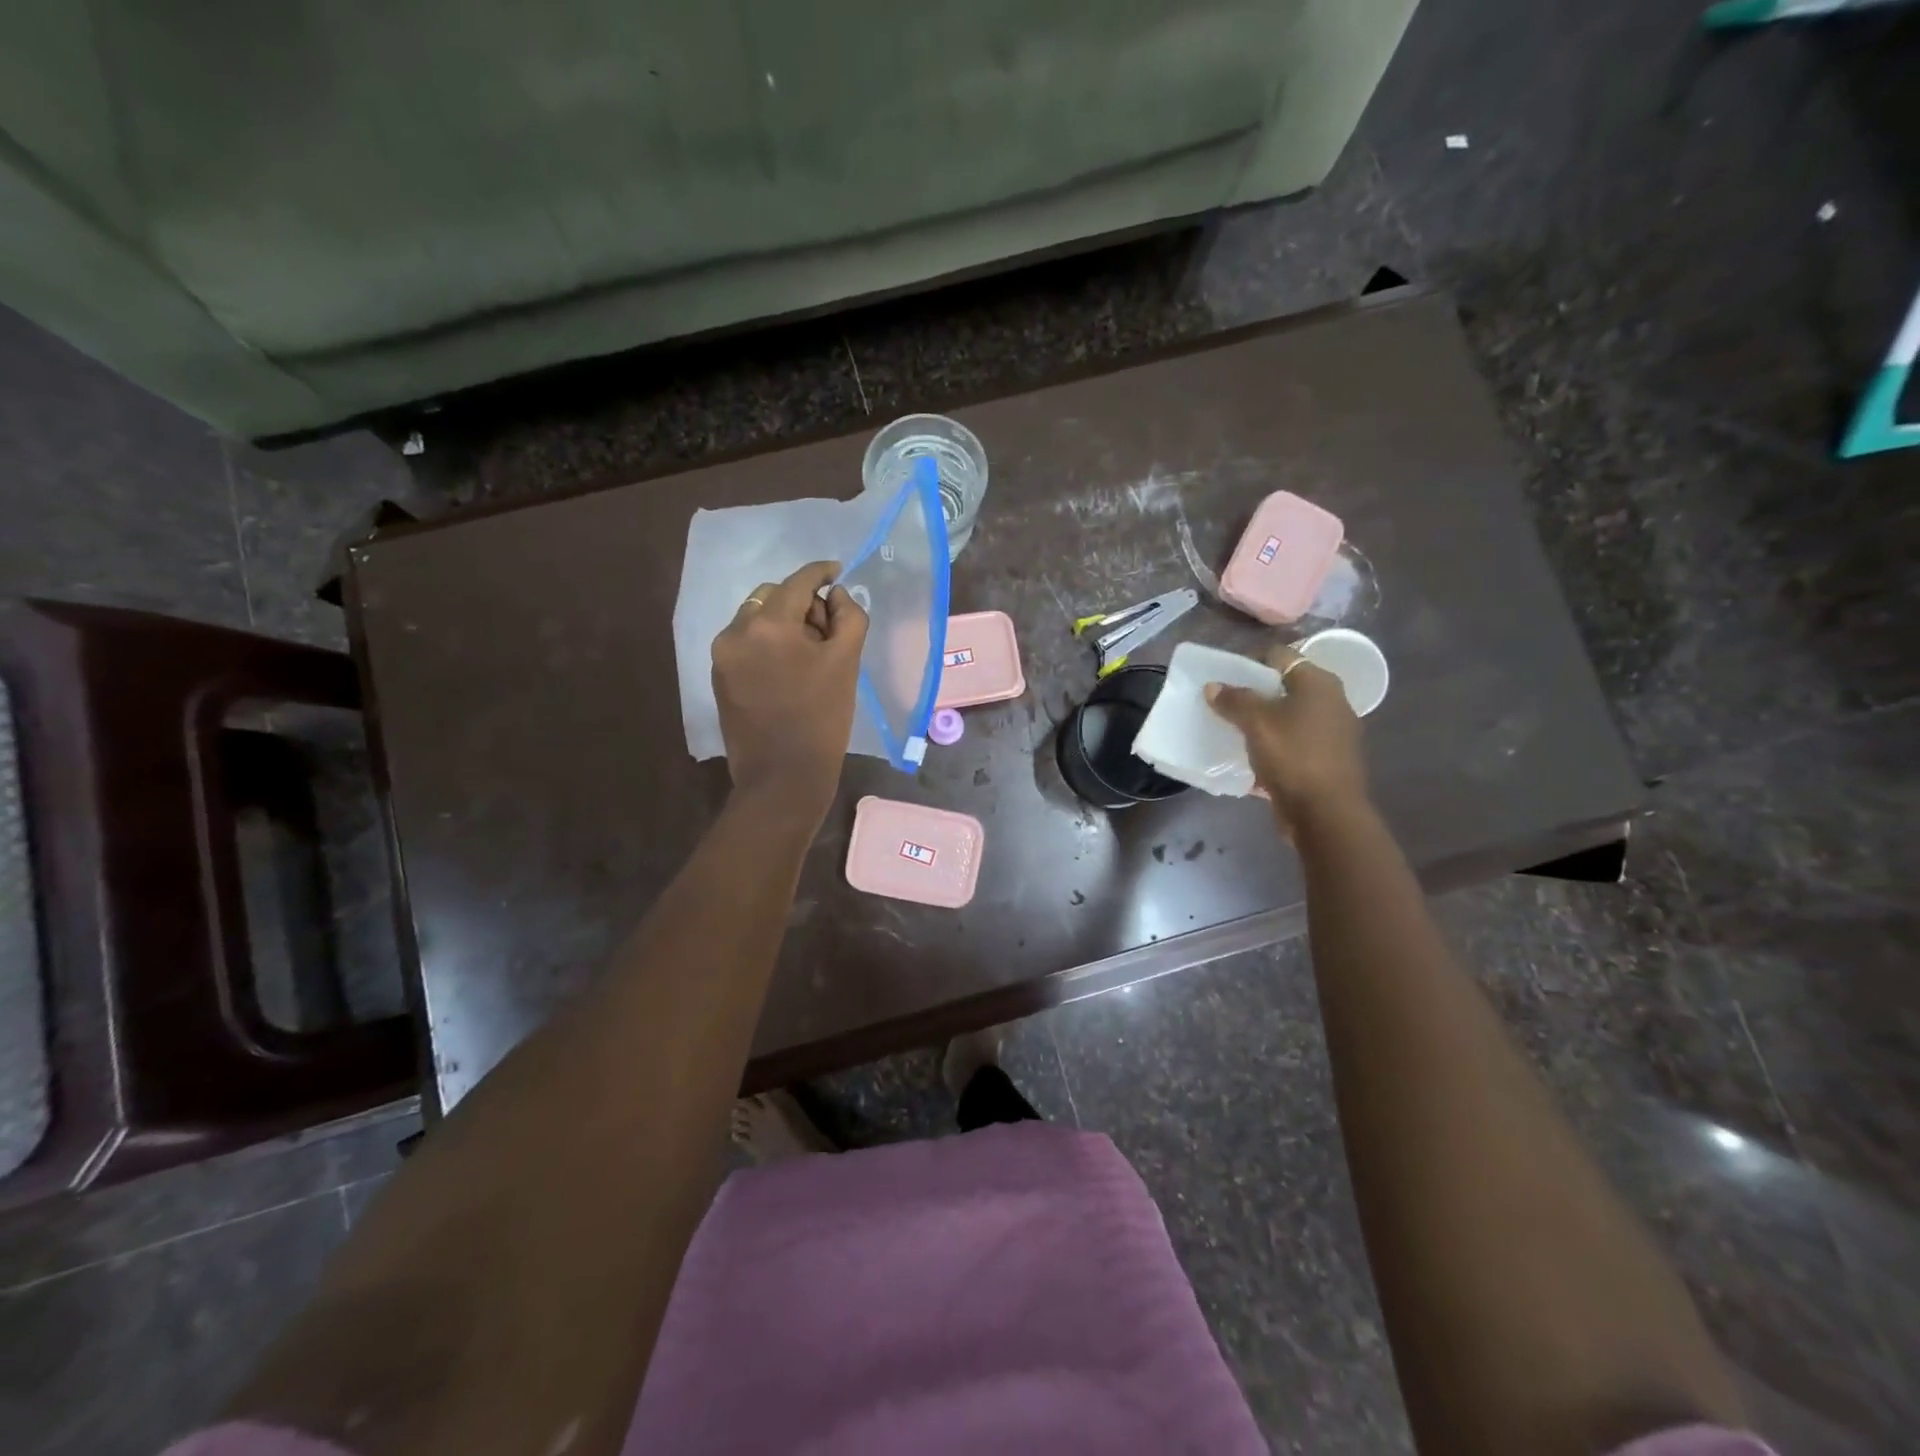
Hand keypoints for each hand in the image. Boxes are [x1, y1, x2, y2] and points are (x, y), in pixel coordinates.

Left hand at [711, 561, 868, 825]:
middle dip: (802, 603)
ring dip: (783, 623)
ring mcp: (722, 655)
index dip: (820, 572)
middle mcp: (737, 630)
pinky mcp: (719, 676)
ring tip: (809, 654)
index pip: (798, 582)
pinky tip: (788, 670)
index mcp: (769, 624)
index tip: (837, 571)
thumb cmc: (822, 720)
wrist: (782, 777)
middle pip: (773, 596)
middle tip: (828, 630)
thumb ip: (848, 618)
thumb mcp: (846, 663)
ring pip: (756, 618)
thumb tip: (835, 596)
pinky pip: (746, 643)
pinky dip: (768, 643)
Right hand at [1206, 645, 1367, 827]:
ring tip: (1232, 731)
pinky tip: (1249, 758)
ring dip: (1261, 723)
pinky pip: (1292, 745)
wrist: (1325, 813)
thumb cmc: (1293, 756)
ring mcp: (1332, 734)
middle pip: (1284, 687)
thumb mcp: (1256, 722)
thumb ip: (1233, 700)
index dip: (1249, 661)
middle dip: (1253, 694)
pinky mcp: (1326, 762)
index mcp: (1319, 683)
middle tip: (1224, 704)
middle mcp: (1331, 703)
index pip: (1280, 656)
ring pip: (1288, 718)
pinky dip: (1272, 747)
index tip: (1223, 676)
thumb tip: (1213, 686)